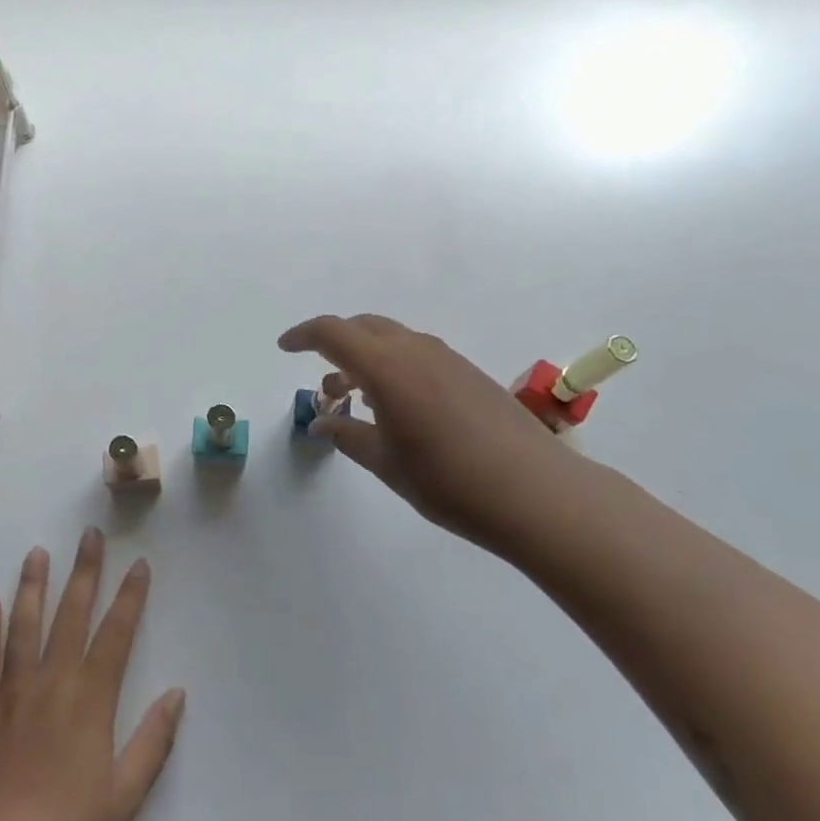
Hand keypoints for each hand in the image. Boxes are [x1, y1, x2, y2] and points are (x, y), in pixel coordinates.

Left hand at [0, 529, 185, 820]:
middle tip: (90, 535)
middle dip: (85, 571)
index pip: (116, 633)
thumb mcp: (125, 795)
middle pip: (71, 614)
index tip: (138, 564)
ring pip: (24, 624)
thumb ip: (154, 741)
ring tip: (39, 552)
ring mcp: (10, 692)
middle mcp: (51, 682)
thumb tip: (177, 693)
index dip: (130, 596)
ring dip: (33, 585)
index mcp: (90, 700)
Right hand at [279, 313, 576, 550]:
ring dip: (368, 358)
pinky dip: (396, 366)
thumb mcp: (386, 463)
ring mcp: (448, 359)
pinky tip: (400, 406)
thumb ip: (348, 436)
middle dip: (335, 345)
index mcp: (387, 367)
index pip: (333, 333)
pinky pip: (419, 354)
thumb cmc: (448, 481)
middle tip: (325, 384)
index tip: (285, 348)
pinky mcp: (470, 373)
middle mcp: (416, 350)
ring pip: (394, 340)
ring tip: (359, 400)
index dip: (303, 335)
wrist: (534, 492)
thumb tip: (323, 423)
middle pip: (364, 327)